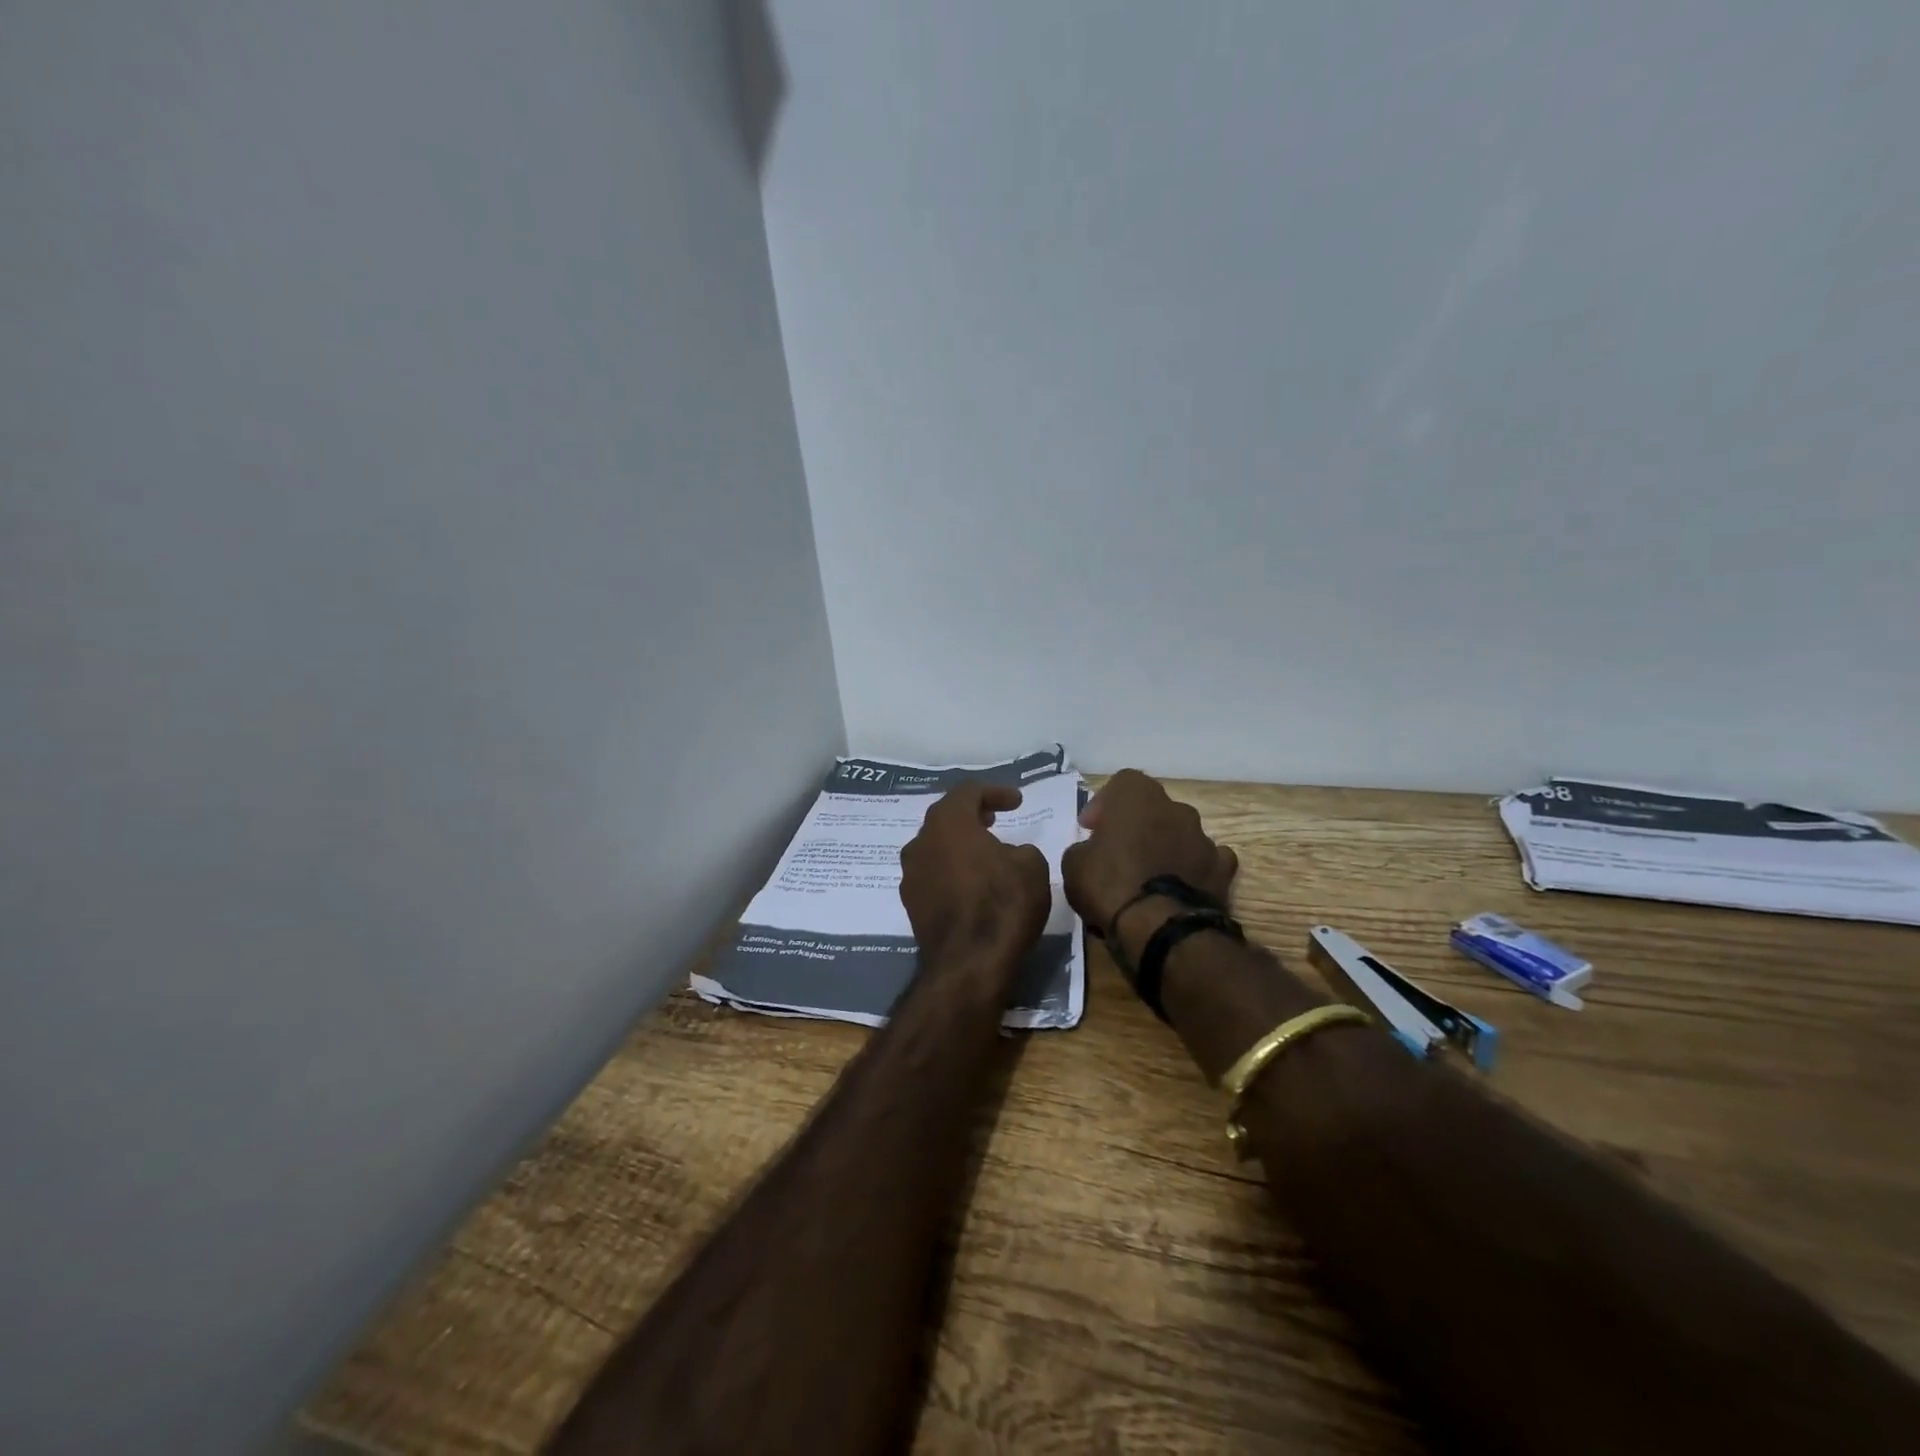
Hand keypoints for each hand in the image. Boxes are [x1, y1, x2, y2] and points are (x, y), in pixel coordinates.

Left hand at [899, 783, 1050, 959]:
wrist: (968, 964)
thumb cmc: (1002, 905)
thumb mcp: (1032, 866)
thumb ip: (1021, 848)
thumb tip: (1009, 854)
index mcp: (948, 822)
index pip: (968, 792)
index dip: (995, 792)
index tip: (1017, 802)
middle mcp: (921, 842)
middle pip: (946, 817)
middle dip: (972, 815)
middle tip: (994, 818)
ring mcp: (910, 874)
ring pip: (936, 846)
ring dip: (959, 844)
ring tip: (984, 852)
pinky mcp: (910, 903)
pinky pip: (933, 874)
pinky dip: (951, 870)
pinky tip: (971, 883)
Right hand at [1061, 769, 1238, 937]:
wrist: (1163, 928)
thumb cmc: (1111, 886)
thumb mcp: (1073, 865)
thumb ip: (1083, 849)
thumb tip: (1091, 852)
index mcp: (1138, 796)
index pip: (1121, 783)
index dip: (1104, 804)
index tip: (1091, 829)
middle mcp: (1175, 808)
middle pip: (1153, 808)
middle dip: (1137, 825)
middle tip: (1118, 851)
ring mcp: (1204, 837)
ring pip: (1180, 833)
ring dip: (1165, 847)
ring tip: (1149, 876)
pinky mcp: (1223, 869)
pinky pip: (1206, 860)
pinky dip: (1193, 869)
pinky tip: (1180, 887)